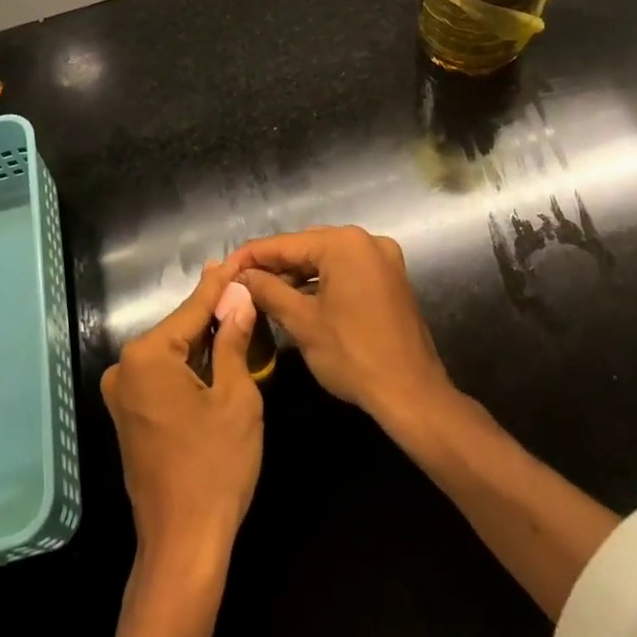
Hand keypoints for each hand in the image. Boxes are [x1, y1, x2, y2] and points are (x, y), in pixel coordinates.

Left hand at [100, 262, 263, 570]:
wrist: (184, 544)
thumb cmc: (215, 467)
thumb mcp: (236, 397)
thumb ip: (232, 341)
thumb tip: (237, 300)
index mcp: (147, 356)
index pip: (191, 309)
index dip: (218, 287)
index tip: (234, 262)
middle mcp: (125, 368)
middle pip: (177, 329)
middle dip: (210, 313)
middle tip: (240, 289)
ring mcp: (122, 394)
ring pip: (170, 354)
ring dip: (200, 340)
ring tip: (233, 313)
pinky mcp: (127, 416)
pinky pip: (161, 377)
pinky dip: (187, 367)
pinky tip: (213, 354)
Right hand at [230, 226, 448, 426]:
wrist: (412, 395)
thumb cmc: (353, 355)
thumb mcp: (302, 322)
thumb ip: (268, 291)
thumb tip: (241, 277)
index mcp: (344, 243)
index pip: (284, 243)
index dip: (250, 257)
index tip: (224, 269)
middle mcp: (366, 241)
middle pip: (306, 247)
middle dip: (273, 266)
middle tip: (241, 283)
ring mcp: (382, 259)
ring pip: (326, 260)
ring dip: (296, 276)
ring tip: (263, 294)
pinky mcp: (390, 279)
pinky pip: (345, 272)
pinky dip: (321, 284)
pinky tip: (297, 300)